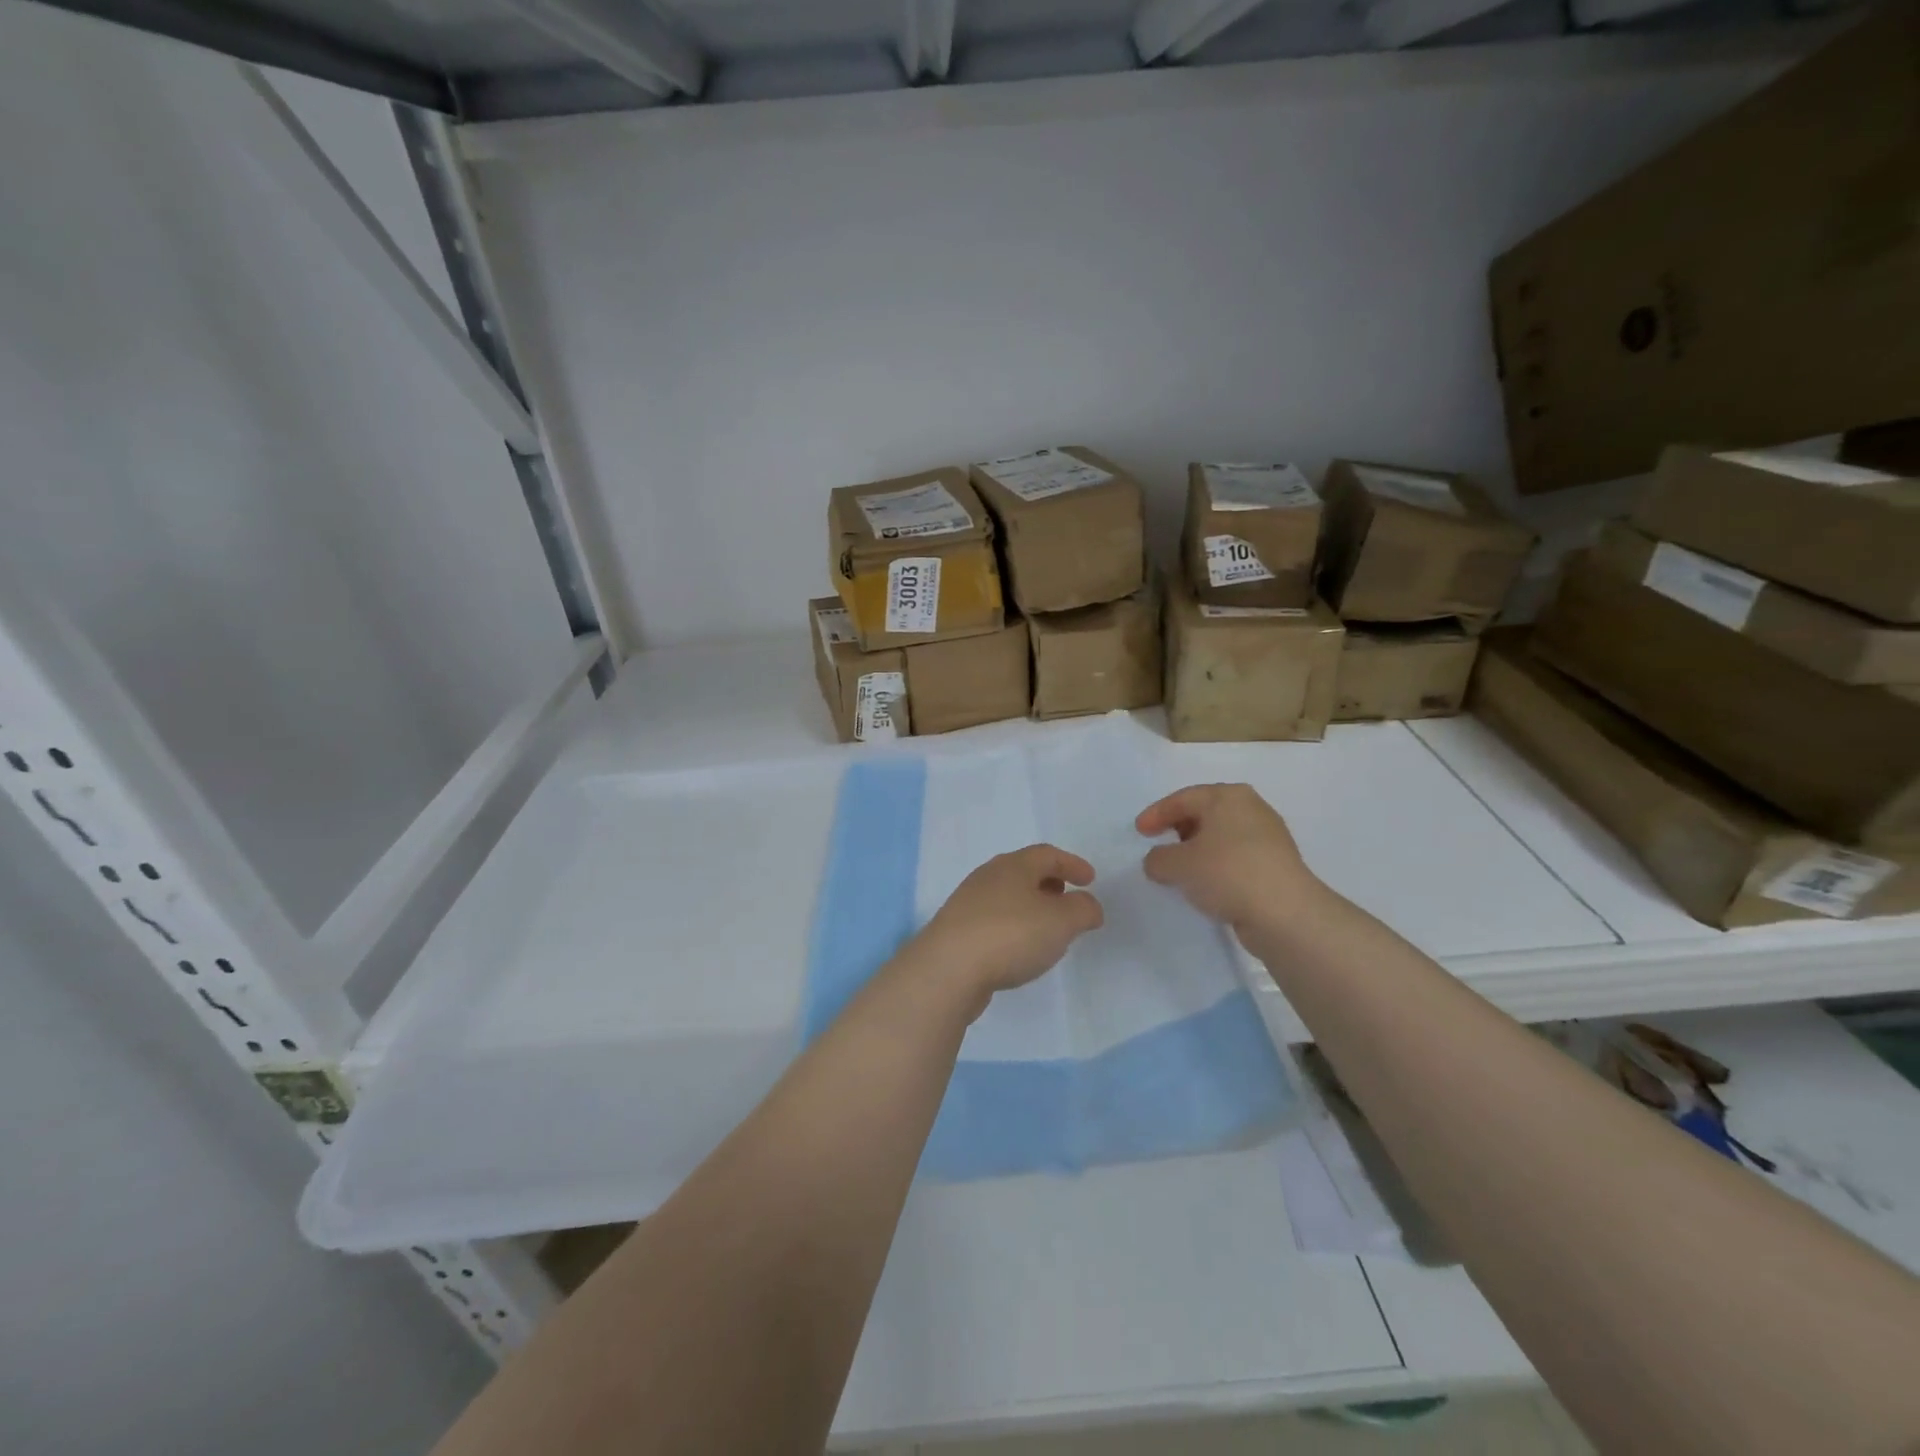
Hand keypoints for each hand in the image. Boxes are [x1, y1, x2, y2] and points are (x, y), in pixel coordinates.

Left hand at [909, 845, 1103, 1005]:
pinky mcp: (956, 931)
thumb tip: (1088, 905)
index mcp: (1013, 866)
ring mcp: (967, 904)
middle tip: (1068, 899)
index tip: (1090, 880)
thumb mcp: (1061, 921)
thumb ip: (1083, 909)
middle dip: (1049, 883)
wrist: (948, 969)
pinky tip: (1019, 949)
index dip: (1072, 864)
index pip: (1047, 854)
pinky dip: (1013, 926)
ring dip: (1030, 906)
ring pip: (1006, 896)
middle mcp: (987, 877)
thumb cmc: (1010, 935)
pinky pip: (993, 920)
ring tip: (1047, 929)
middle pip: (1023, 871)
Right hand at [1136, 784, 1323, 935]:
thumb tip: (1157, 861)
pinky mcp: (1277, 864)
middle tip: (1160, 845)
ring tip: (1181, 869)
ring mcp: (1269, 836)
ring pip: (1222, 836)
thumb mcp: (1178, 865)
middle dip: (1179, 829)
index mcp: (1227, 796)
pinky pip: (1236, 857)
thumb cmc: (1227, 873)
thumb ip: (1158, 859)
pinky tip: (1207, 884)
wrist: (1286, 914)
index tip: (1139, 832)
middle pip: (1205, 813)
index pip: (1183, 798)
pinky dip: (1217, 865)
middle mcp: (1251, 808)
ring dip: (1198, 850)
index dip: (1156, 814)